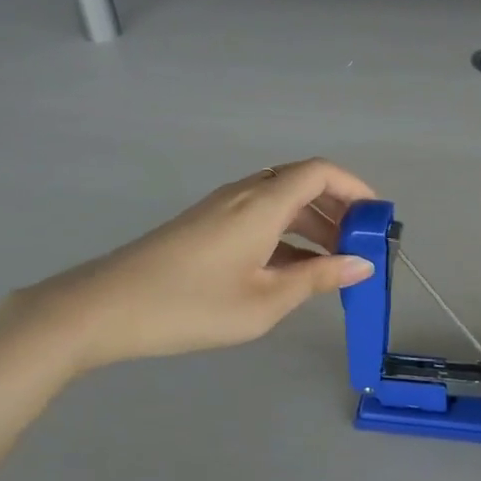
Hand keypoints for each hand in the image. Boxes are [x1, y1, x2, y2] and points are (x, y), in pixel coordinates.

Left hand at [0, 159, 376, 376]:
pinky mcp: (205, 225)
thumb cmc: (190, 305)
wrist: (104, 308)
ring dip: (312, 225)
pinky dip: (286, 234)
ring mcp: (221, 208)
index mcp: (262, 204)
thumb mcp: (264, 301)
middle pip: (302, 183)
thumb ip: (316, 279)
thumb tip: (361, 264)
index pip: (320, 173)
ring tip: (333, 265)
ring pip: (280, 201)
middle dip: (338, 209)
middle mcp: (244, 194)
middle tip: (359, 248)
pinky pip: (259, 216)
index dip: (355, 188)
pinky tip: (292, 270)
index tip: (377, 220)